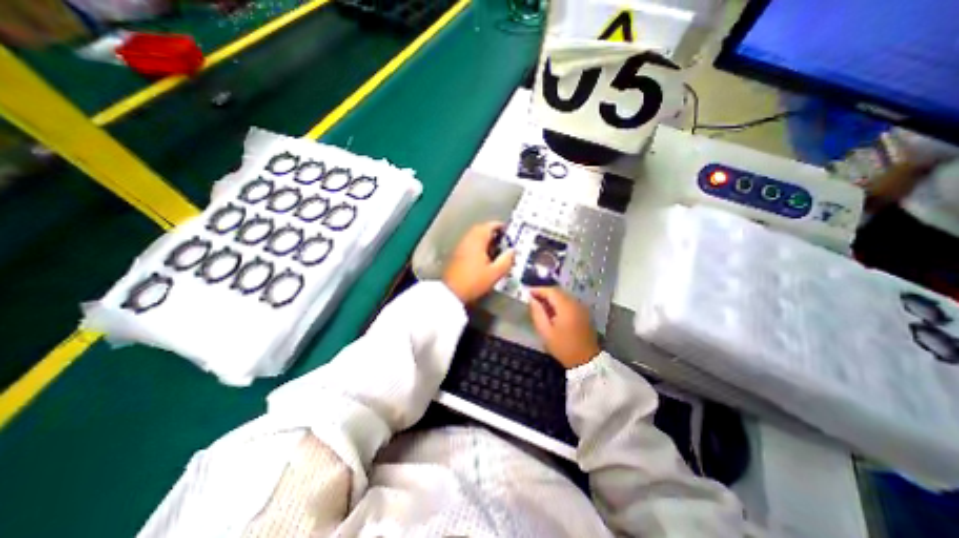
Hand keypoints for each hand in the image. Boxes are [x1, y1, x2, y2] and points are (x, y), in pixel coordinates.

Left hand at [445, 220, 516, 305]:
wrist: (451, 292)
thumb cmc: (473, 282)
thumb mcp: (495, 273)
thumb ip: (506, 260)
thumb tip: (512, 252)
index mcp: (477, 240)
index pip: (490, 226)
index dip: (500, 226)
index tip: (507, 231)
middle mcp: (467, 240)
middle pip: (481, 229)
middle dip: (493, 232)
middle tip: (502, 240)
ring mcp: (460, 247)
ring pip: (475, 236)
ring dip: (485, 239)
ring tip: (494, 249)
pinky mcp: (457, 254)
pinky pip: (470, 244)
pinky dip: (478, 246)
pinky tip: (483, 257)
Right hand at [523, 285, 597, 369]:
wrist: (586, 361)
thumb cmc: (563, 347)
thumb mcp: (545, 332)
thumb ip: (537, 313)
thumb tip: (532, 300)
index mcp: (566, 307)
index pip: (551, 291)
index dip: (538, 290)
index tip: (528, 292)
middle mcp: (576, 303)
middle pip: (558, 292)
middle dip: (545, 293)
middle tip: (532, 298)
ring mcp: (582, 308)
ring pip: (564, 296)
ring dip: (552, 298)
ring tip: (540, 304)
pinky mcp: (584, 313)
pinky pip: (570, 302)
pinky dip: (559, 303)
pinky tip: (552, 311)